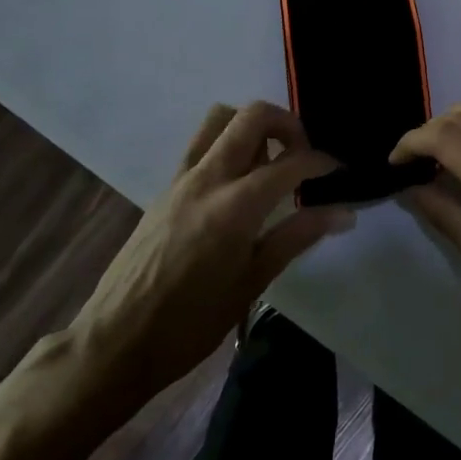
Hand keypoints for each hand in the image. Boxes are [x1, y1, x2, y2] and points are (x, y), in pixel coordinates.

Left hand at [65, 102, 349, 405]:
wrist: (116, 342)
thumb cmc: (191, 323)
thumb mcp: (252, 283)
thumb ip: (298, 236)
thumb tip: (345, 213)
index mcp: (235, 206)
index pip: (290, 162)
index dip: (322, 161)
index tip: (339, 171)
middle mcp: (208, 178)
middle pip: (252, 116)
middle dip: (287, 124)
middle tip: (303, 154)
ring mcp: (181, 179)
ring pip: (219, 119)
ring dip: (251, 126)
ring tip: (270, 161)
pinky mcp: (165, 188)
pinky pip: (201, 144)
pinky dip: (227, 143)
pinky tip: (239, 183)